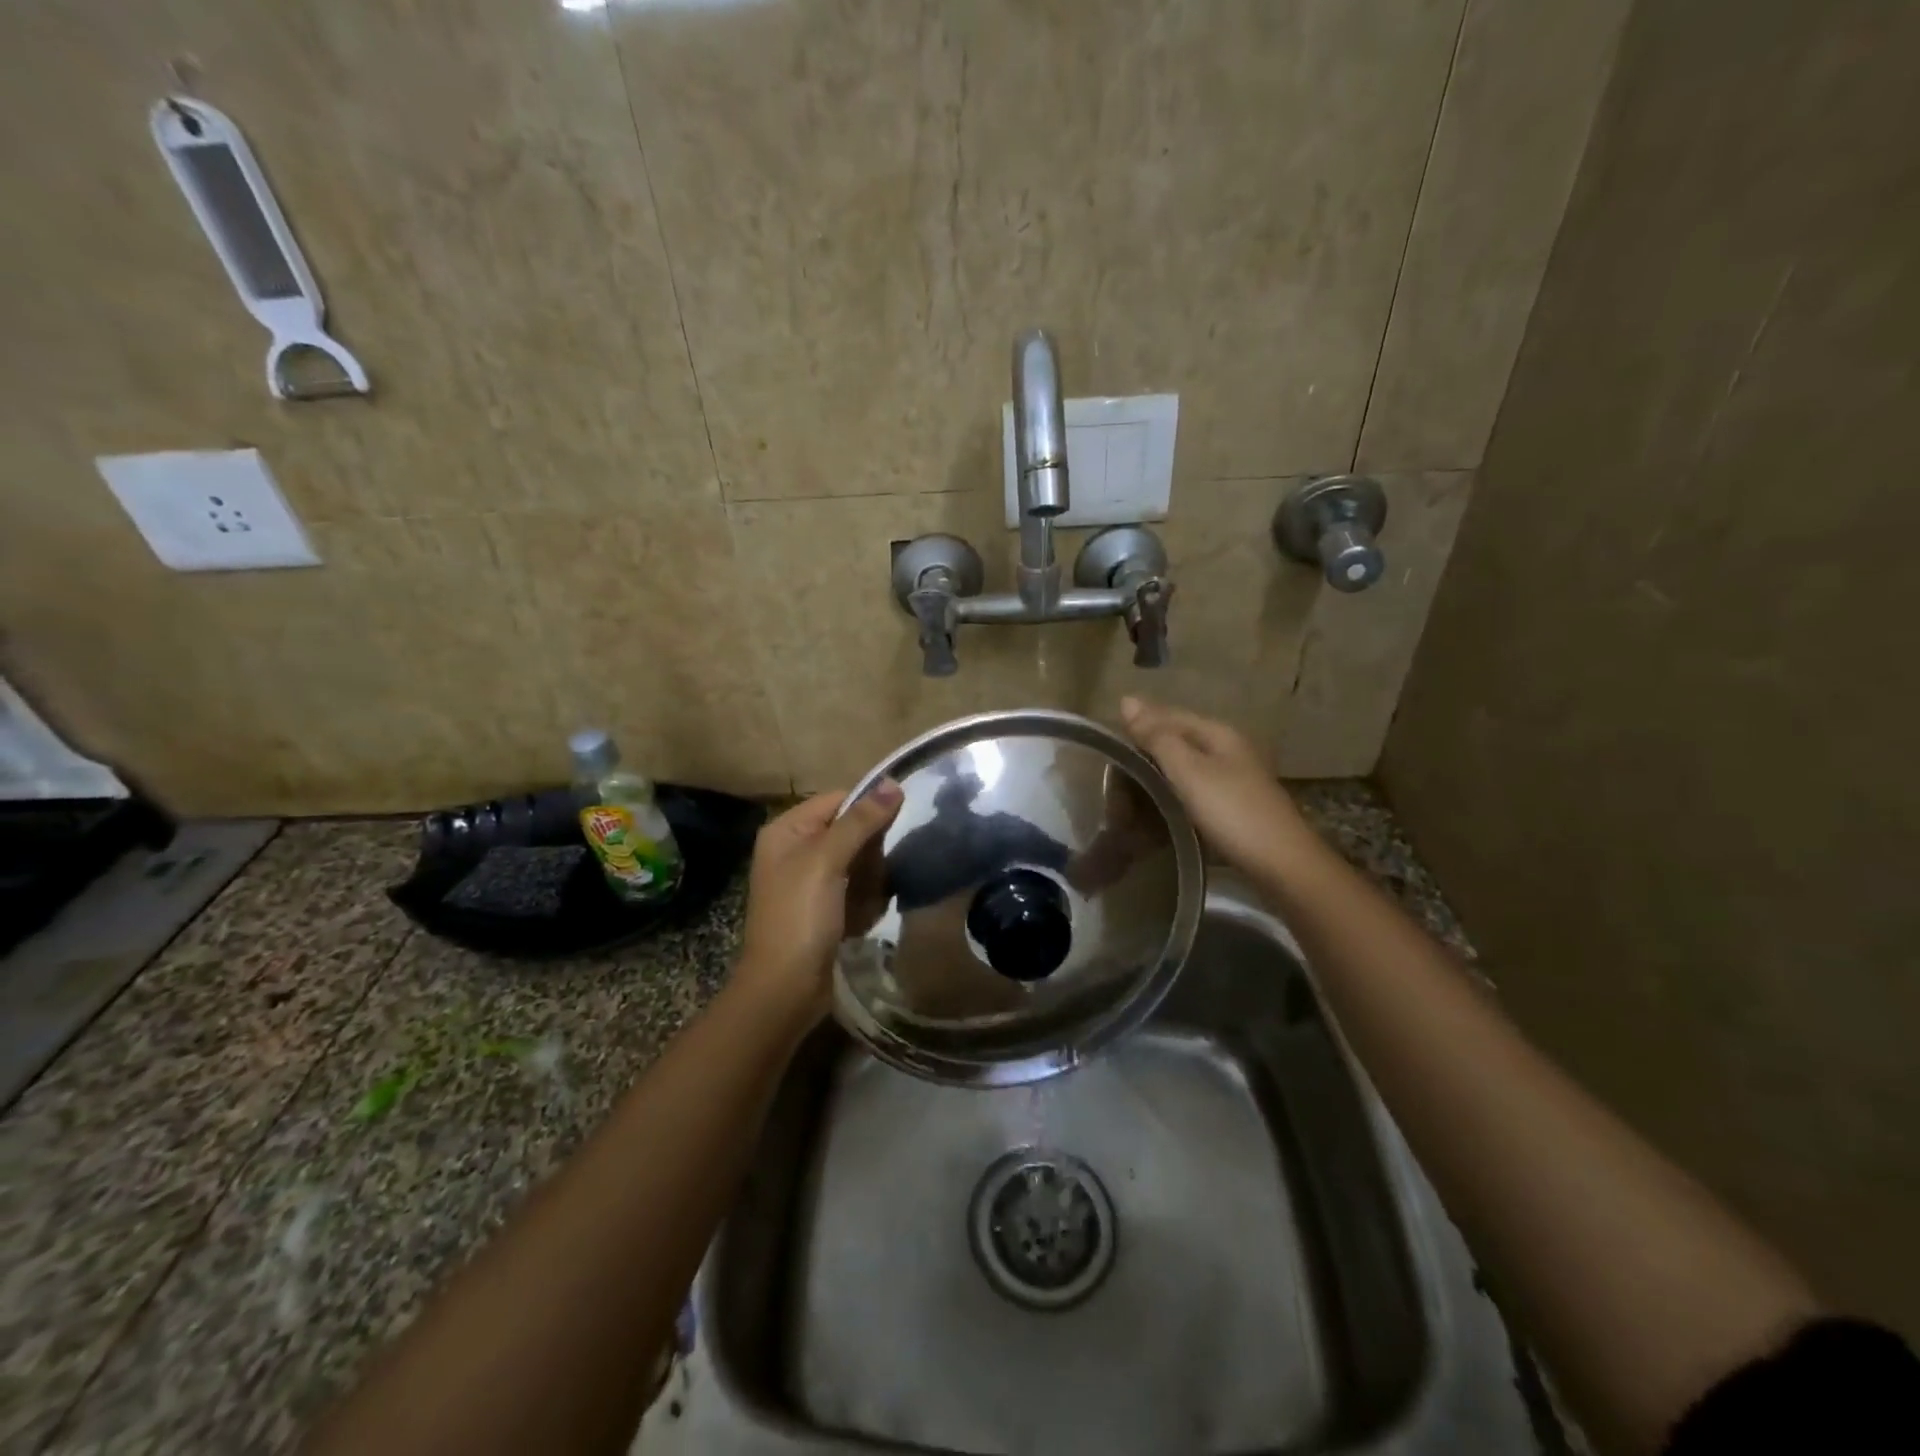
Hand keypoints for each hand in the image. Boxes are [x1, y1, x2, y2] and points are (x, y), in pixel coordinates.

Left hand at [734, 782, 902, 1020]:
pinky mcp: (824, 909)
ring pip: (859, 862)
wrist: (785, 989)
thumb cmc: (800, 916)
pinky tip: (863, 917)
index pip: (838, 800)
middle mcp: (795, 850)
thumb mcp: (827, 860)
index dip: (868, 809)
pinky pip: (856, 890)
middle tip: (875, 872)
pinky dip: (866, 901)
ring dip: (871, 880)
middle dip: (870, 852)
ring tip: (867, 899)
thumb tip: (893, 782)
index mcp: (786, 830)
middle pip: (851, 831)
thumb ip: (860, 820)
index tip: (898, 823)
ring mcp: (810, 882)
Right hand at [1119, 697, 1313, 875]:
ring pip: (1184, 765)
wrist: (1281, 863)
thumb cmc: (1231, 811)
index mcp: (1218, 733)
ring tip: (1127, 790)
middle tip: (1112, 772)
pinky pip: (1192, 788)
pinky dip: (1171, 793)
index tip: (1106, 743)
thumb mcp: (1189, 770)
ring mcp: (1233, 778)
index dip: (1138, 724)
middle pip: (1177, 740)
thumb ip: (1157, 737)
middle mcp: (1228, 749)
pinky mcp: (1233, 805)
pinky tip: (1156, 807)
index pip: (1169, 716)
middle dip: (1145, 750)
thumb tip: (1127, 699)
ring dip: (1156, 774)